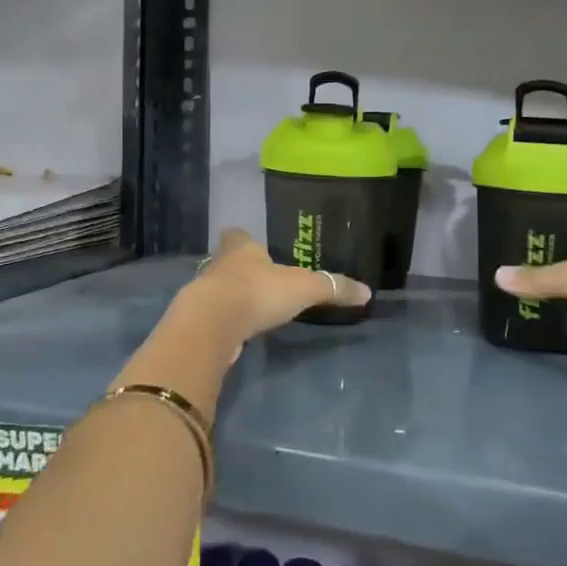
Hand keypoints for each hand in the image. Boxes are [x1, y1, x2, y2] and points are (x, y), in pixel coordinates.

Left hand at [185, 228, 372, 342]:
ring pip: (221, 288)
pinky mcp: (199, 321)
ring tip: (256, 307)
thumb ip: (333, 288)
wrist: (212, 325)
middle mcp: (219, 264)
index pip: (239, 235)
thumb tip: (367, 292)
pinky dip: (228, 321)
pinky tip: (242, 330)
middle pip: (229, 261)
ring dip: (235, 296)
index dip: (247, 240)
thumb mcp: (304, 288)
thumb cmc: (257, 292)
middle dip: (243, 269)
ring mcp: (205, 293)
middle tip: (263, 279)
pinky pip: (217, 316)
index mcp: (241, 247)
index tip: (258, 248)